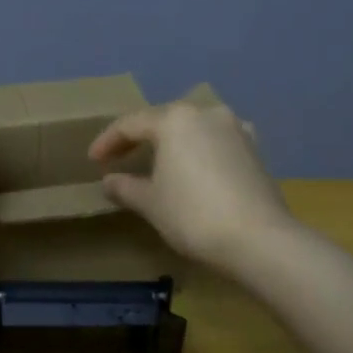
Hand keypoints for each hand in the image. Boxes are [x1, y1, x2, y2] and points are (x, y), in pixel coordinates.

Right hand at [88, 98, 295, 271]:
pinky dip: (198, 152)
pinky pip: (216, 143)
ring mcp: (236, 129)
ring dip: (171, 144)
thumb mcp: (151, 203)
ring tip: (156, 164)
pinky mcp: (255, 150)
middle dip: (140, 139)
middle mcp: (206, 113)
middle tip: (120, 158)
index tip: (93, 161)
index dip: (108, 141)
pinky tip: (193, 169)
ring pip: (193, 130)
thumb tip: (109, 181)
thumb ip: (126, 187)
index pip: (131, 124)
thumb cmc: (192, 214)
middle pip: (164, 121)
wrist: (258, 239)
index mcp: (175, 119)